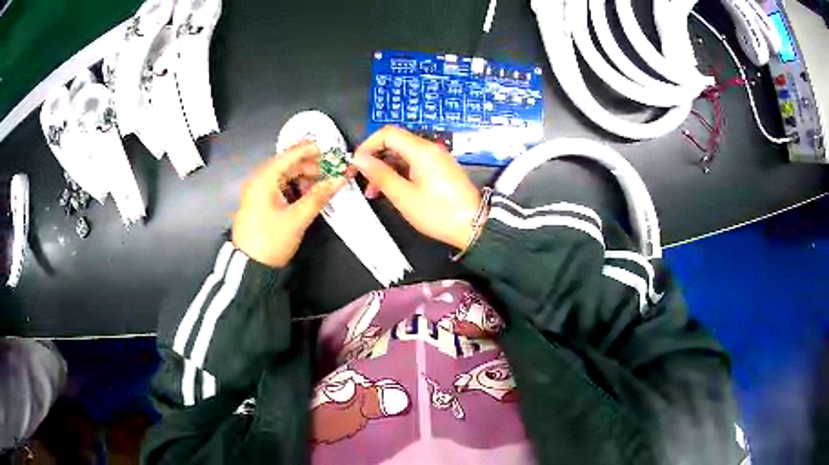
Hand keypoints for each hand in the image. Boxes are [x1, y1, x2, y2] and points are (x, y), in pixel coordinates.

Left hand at [232, 141, 346, 266]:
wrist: (249, 266)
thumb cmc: (271, 240)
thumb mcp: (297, 219)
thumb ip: (319, 197)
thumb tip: (339, 180)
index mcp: (264, 179)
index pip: (289, 156)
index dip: (310, 150)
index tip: (329, 149)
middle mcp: (258, 180)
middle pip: (286, 164)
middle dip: (308, 165)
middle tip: (329, 170)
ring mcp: (257, 191)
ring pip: (283, 175)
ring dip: (302, 177)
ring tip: (320, 185)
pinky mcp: (258, 202)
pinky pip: (278, 186)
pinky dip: (293, 186)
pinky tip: (306, 194)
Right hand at [352, 126, 480, 249]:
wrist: (474, 227)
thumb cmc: (438, 213)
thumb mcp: (404, 196)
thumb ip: (380, 174)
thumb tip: (360, 158)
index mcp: (421, 150)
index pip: (387, 133)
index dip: (367, 145)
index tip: (356, 164)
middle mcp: (429, 149)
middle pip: (394, 143)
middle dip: (374, 160)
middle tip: (361, 181)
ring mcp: (436, 159)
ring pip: (402, 155)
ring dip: (385, 170)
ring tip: (373, 193)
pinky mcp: (440, 170)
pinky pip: (414, 164)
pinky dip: (399, 174)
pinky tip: (390, 192)